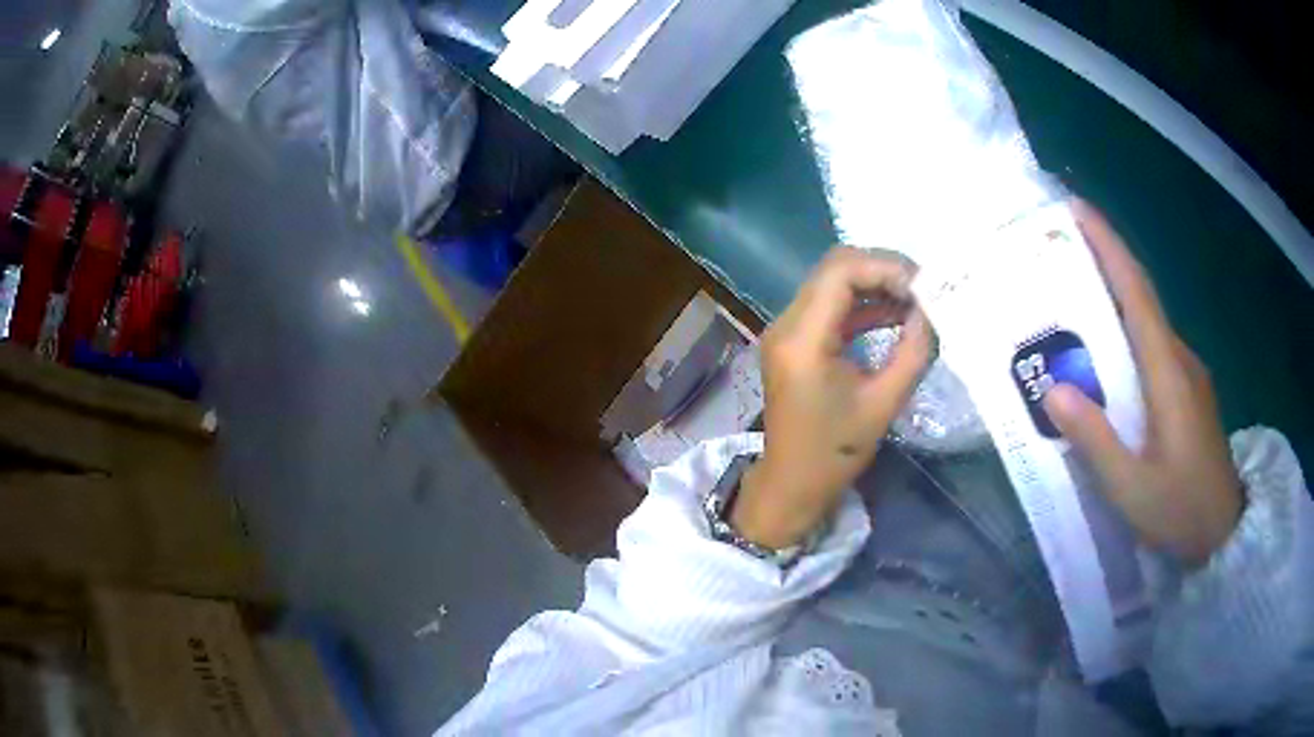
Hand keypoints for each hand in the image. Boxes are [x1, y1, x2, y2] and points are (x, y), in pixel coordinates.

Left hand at [732, 248, 932, 549]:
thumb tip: (933, 312)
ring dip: (876, 286)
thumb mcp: (883, 404)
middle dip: (883, 271)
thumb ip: (912, 352)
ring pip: (833, 283)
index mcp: (802, 340)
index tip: (924, 287)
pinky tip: (897, 316)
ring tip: (918, 302)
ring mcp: (787, 330)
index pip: (841, 272)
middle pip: (835, 268)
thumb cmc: (834, 454)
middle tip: (925, 290)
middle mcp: (787, 324)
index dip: (885, 268)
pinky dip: (864, 305)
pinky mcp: (796, 340)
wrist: (791, 484)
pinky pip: (831, 306)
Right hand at [1044, 202, 1242, 567]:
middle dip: (1104, 264)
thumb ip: (1096, 440)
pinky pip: (1154, 348)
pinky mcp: (1188, 392)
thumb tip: (1054, 388)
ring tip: (1074, 301)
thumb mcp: (1131, 489)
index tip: (1078, 210)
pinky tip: (1108, 356)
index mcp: (1168, 374)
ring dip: (1114, 301)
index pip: (1137, 293)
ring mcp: (1188, 375)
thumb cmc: (1180, 511)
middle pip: (1141, 298)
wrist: (1224, 532)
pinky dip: (1127, 334)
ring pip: (1148, 324)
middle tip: (1061, 251)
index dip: (1109, 246)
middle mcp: (1180, 359)